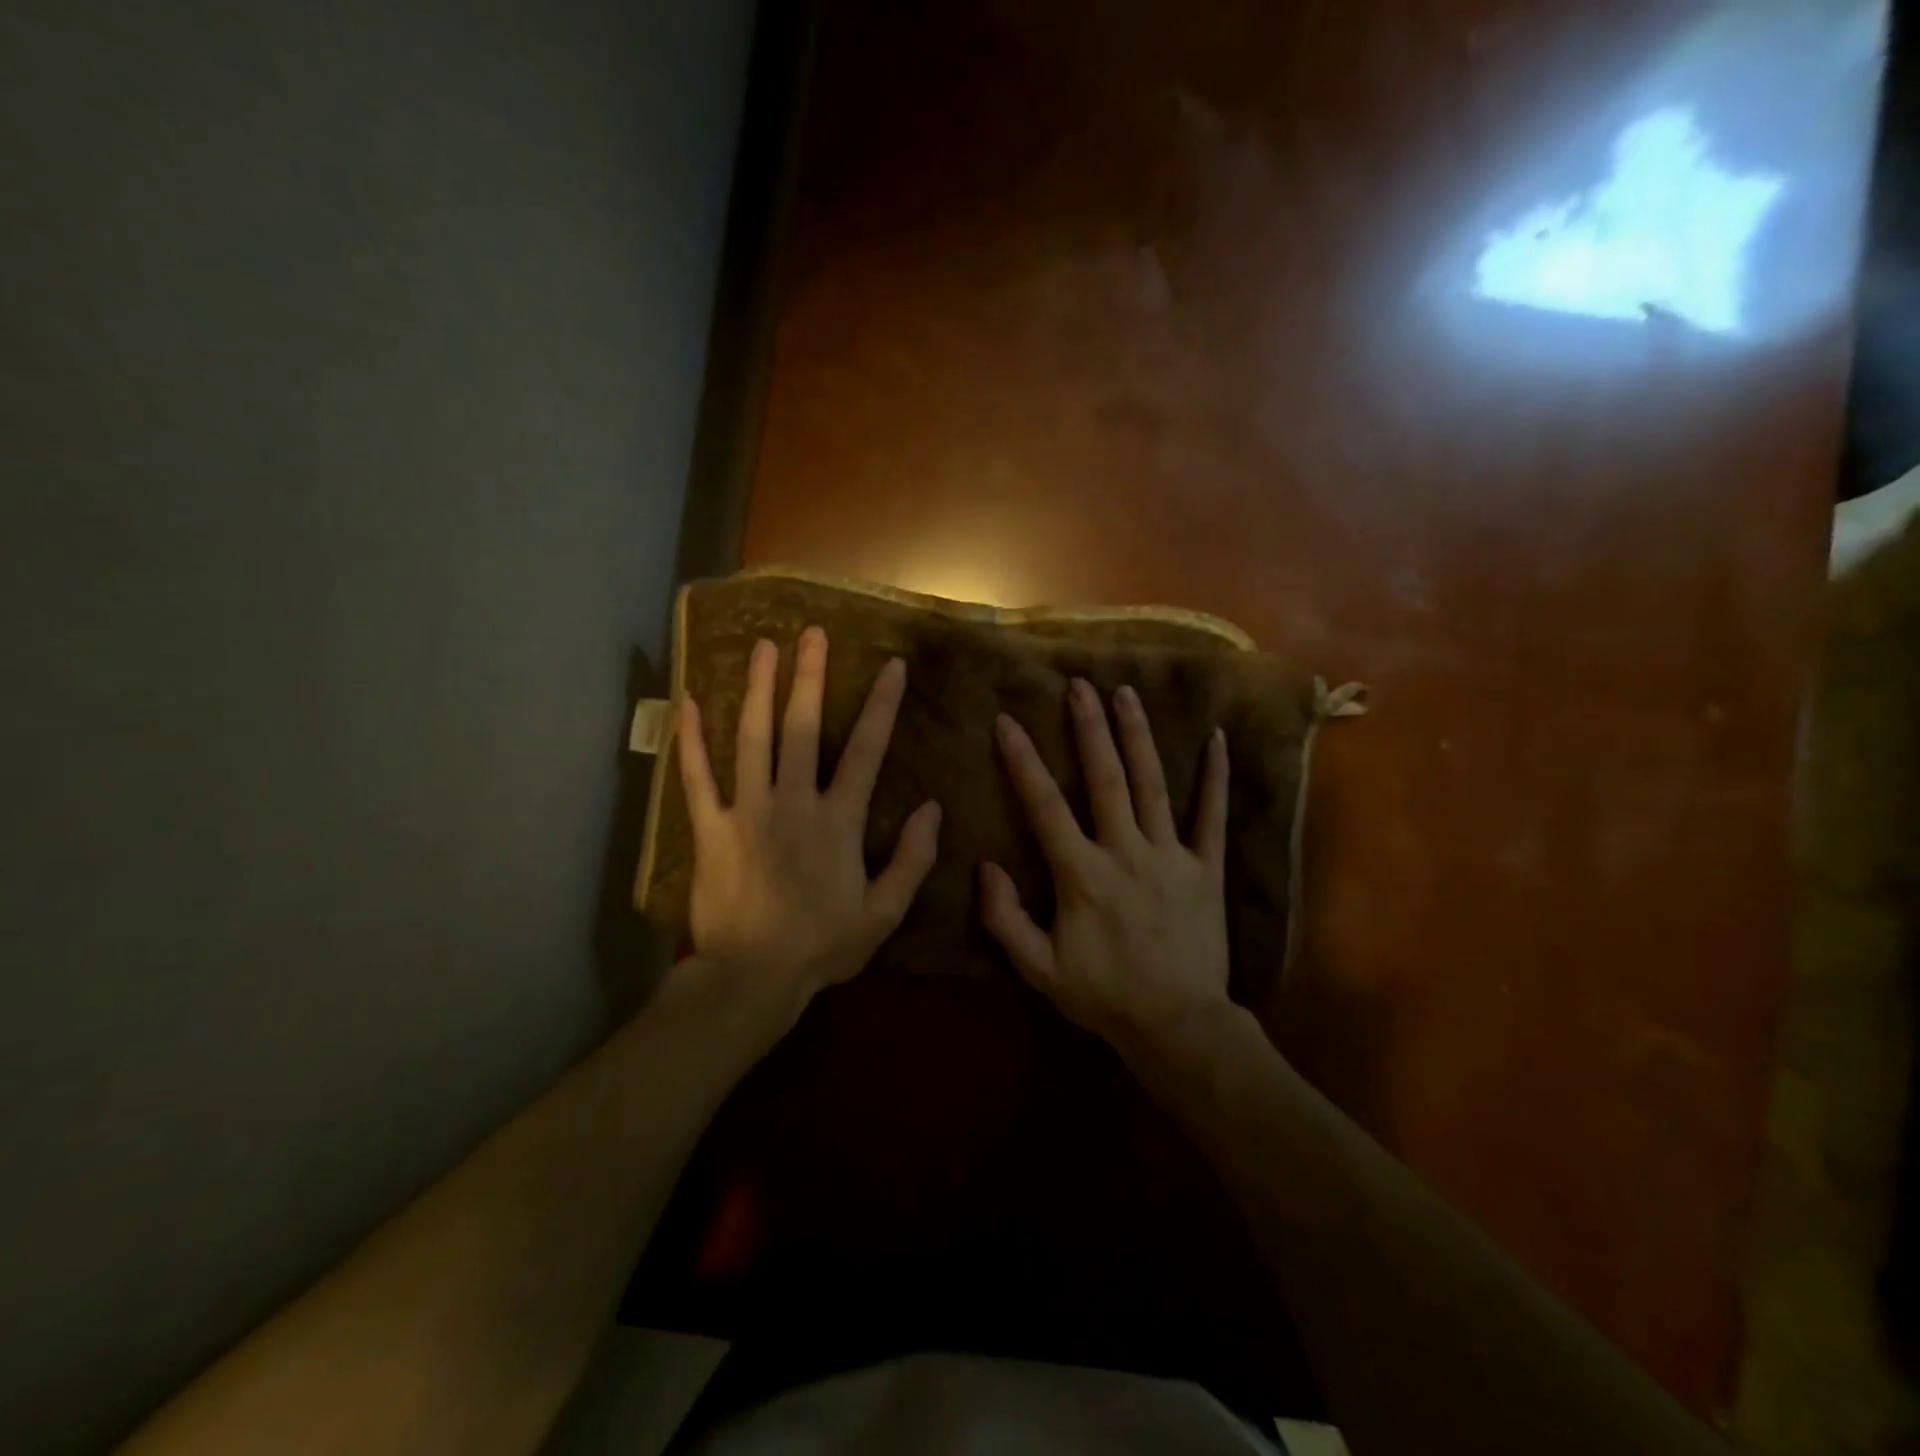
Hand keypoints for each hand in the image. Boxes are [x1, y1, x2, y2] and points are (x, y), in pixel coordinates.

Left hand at [677, 627, 941, 1025]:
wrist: (752, 978)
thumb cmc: (823, 946)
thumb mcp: (883, 913)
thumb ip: (912, 859)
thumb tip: (933, 808)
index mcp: (838, 820)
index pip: (866, 750)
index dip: (881, 706)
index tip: (890, 667)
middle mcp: (793, 802)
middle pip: (802, 728)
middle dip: (809, 677)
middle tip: (812, 633)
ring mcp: (748, 811)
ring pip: (753, 738)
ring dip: (758, 690)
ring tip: (763, 647)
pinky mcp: (711, 828)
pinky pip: (698, 778)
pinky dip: (691, 740)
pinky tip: (688, 702)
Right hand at [981, 679, 1231, 1057]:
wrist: (1177, 1025)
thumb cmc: (1103, 996)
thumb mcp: (1039, 969)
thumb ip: (1005, 919)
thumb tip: (985, 867)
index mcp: (1082, 874)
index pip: (1045, 806)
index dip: (1023, 761)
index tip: (1007, 721)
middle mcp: (1126, 852)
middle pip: (1105, 779)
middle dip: (1089, 729)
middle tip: (1078, 685)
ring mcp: (1171, 856)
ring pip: (1153, 785)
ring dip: (1138, 736)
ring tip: (1126, 693)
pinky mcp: (1206, 868)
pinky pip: (1212, 816)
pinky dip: (1215, 778)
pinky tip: (1216, 739)